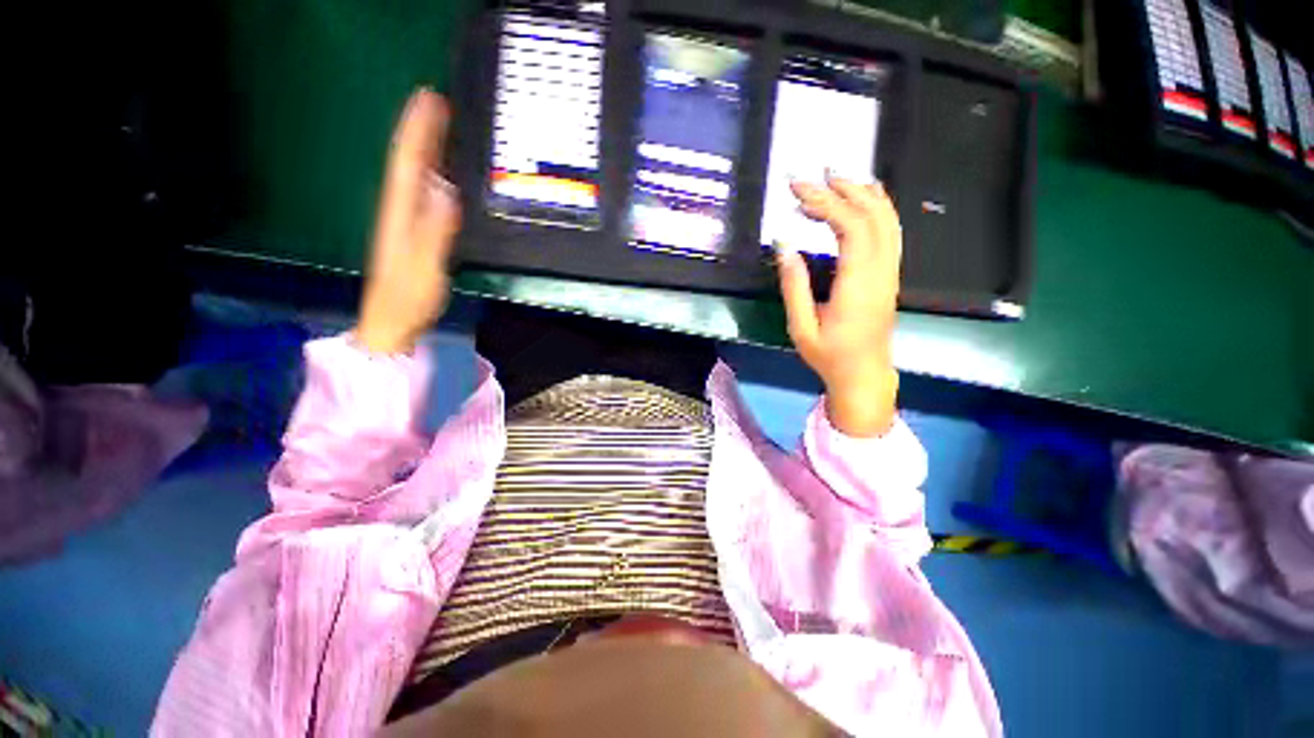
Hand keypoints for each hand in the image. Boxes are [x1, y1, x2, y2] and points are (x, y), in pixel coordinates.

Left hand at [356, 88, 461, 353]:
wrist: (392, 323)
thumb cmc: (407, 297)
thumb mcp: (424, 265)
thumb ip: (435, 230)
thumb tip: (447, 189)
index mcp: (400, 212)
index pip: (408, 162)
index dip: (419, 130)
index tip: (430, 99)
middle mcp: (399, 210)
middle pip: (408, 162)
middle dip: (421, 131)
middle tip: (438, 103)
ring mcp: (404, 223)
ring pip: (413, 176)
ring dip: (425, 150)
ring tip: (440, 129)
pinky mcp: (412, 235)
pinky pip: (421, 195)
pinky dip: (430, 177)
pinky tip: (441, 175)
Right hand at [776, 173, 901, 437]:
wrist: (864, 374)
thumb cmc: (829, 356)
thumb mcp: (801, 328)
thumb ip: (794, 286)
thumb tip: (785, 246)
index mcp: (857, 285)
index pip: (850, 228)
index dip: (825, 203)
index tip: (797, 191)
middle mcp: (881, 272)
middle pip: (872, 216)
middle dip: (841, 190)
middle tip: (812, 178)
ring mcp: (890, 272)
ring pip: (887, 220)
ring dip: (863, 193)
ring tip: (836, 178)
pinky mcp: (890, 274)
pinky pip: (890, 232)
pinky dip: (878, 208)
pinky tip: (863, 199)